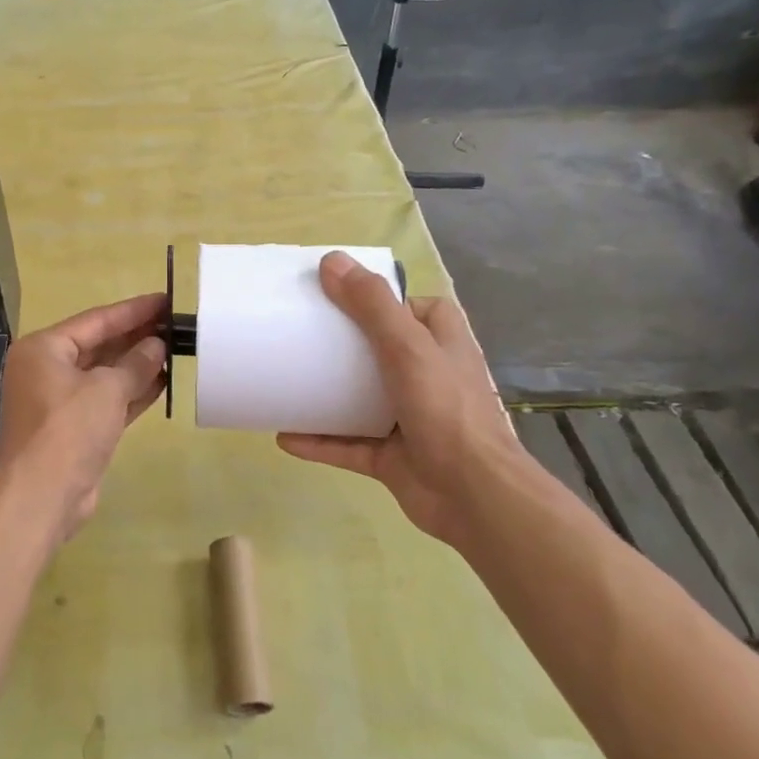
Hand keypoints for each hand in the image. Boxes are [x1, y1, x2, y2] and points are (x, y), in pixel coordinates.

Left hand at [0, 292, 166, 539]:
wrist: (42, 496)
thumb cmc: (69, 429)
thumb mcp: (107, 389)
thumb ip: (136, 364)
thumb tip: (157, 346)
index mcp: (44, 349)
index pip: (95, 320)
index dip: (132, 310)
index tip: (164, 300)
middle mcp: (47, 370)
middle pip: (99, 345)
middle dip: (136, 337)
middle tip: (174, 324)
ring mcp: (60, 401)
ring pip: (105, 374)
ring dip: (138, 364)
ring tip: (175, 349)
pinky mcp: (75, 428)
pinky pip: (107, 400)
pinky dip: (132, 391)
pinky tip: (163, 381)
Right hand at [277, 252, 526, 540]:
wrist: (474, 496)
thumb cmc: (446, 410)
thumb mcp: (408, 346)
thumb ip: (372, 305)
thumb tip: (331, 261)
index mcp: (441, 343)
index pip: (412, 309)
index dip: (380, 300)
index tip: (337, 294)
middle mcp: (426, 376)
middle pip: (377, 351)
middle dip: (341, 346)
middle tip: (298, 333)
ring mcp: (408, 419)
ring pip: (359, 400)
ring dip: (325, 394)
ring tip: (284, 380)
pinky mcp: (390, 456)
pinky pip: (346, 444)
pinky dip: (318, 440)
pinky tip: (284, 436)